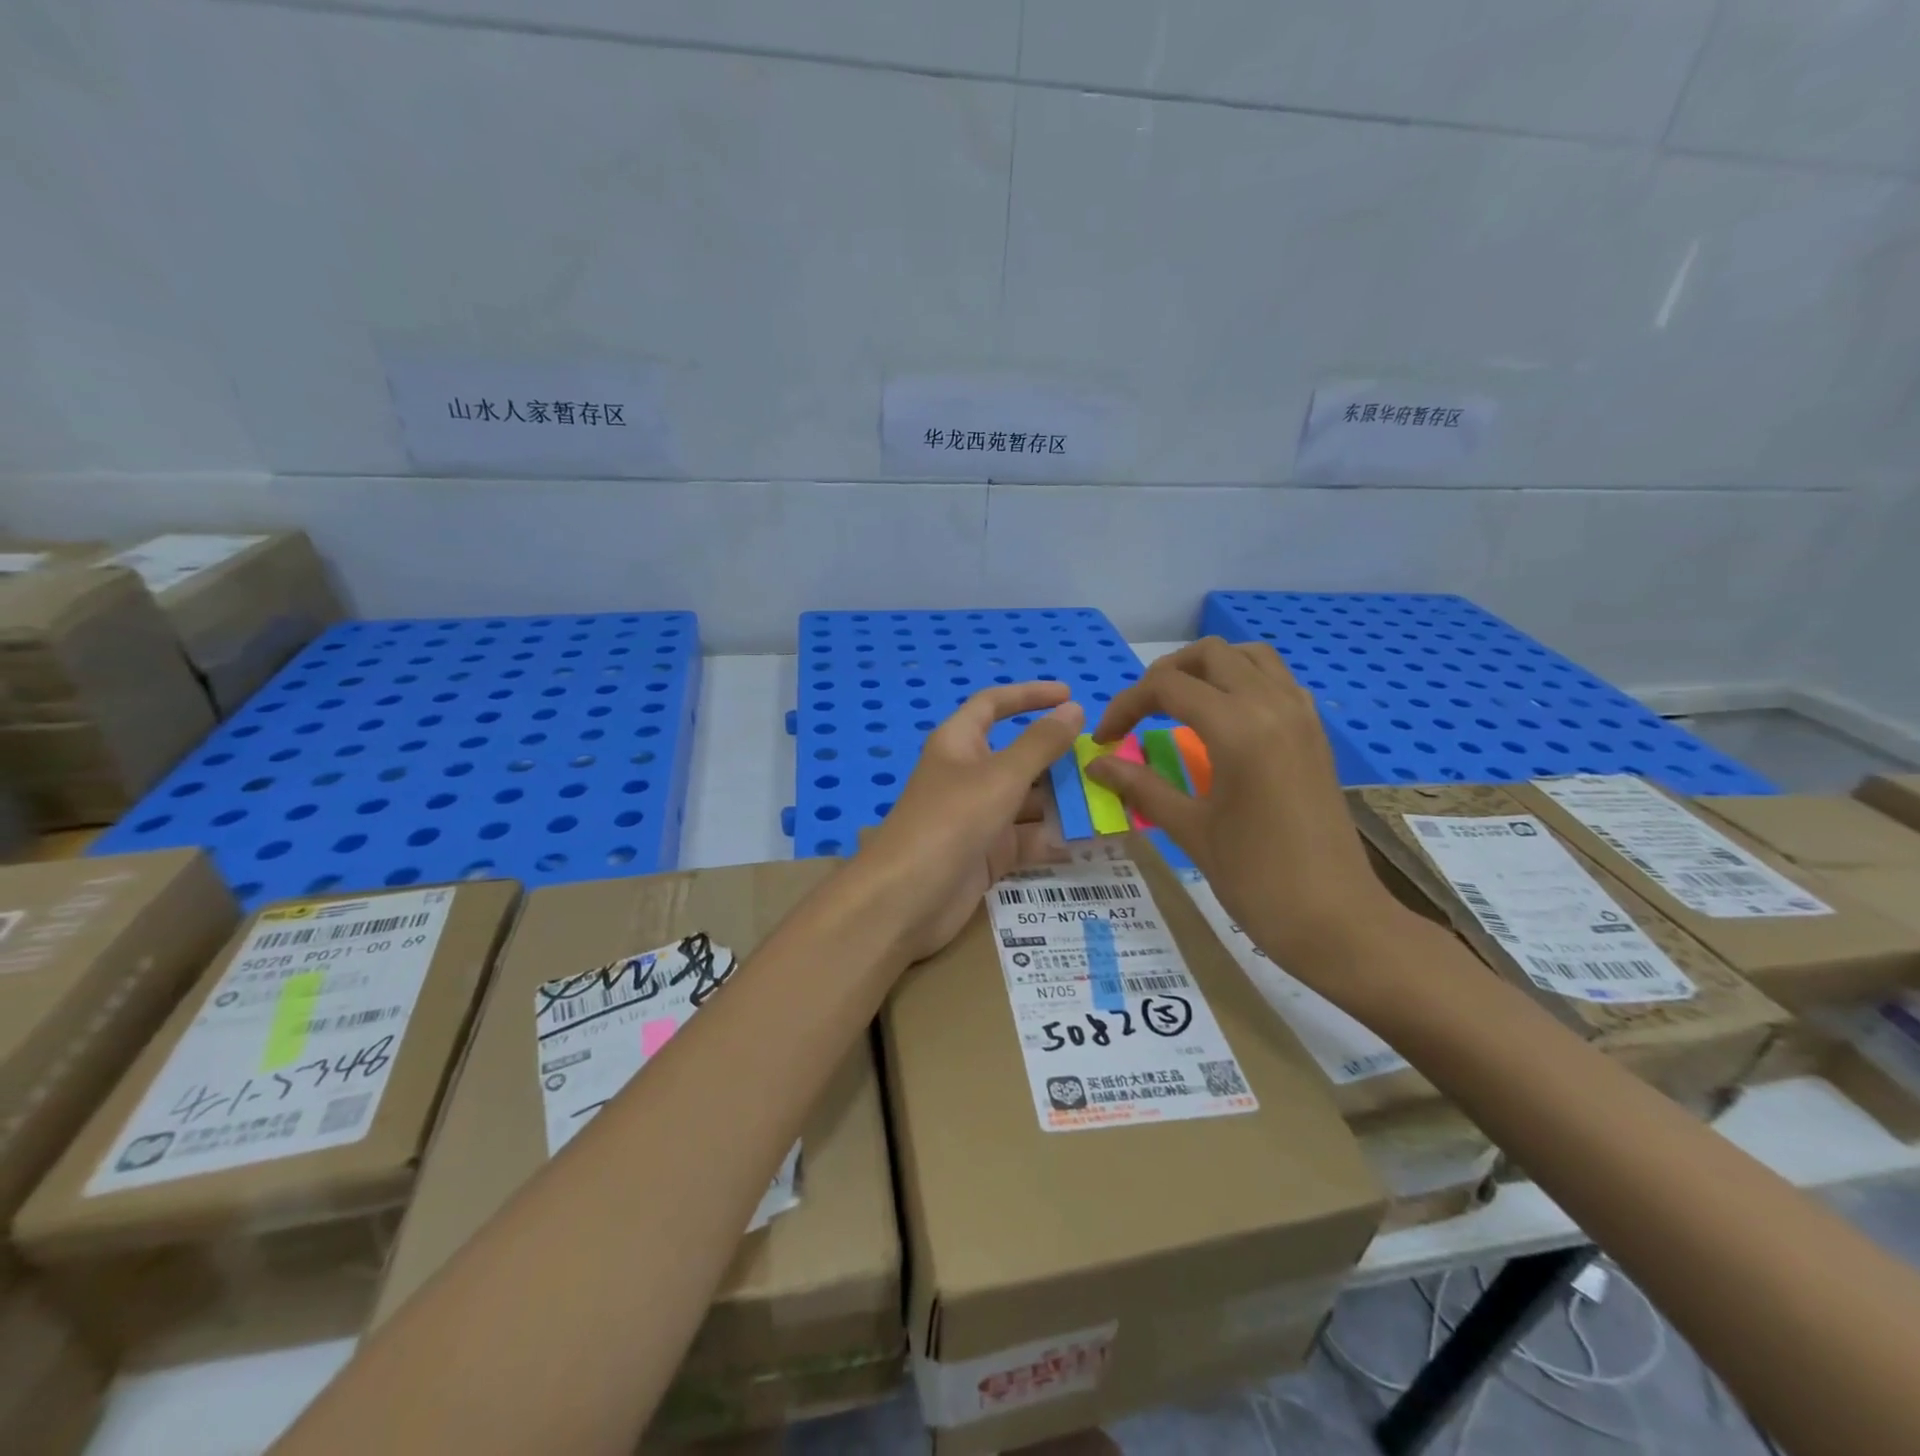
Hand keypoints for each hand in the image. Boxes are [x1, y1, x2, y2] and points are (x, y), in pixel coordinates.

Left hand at [855, 682, 1083, 963]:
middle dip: (1058, 758)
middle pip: (1018, 756)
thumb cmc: (951, 821)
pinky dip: (1055, 838)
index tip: (1070, 695)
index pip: (994, 705)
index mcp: (959, 743)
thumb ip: (1041, 744)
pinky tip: (1092, 840)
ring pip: (1027, 801)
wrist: (906, 899)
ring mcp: (977, 817)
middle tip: (1105, 761)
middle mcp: (968, 775)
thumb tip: (1074, 709)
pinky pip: (1027, 839)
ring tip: (1111, 801)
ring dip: (1064, 801)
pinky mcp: (987, 854)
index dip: (1029, 696)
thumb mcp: (1001, 776)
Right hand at [1086, 638, 1404, 977]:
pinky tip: (1223, 722)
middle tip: (1139, 714)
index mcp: (1238, 728)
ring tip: (1178, 706)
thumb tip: (1097, 763)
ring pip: (1250, 657)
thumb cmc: (1257, 878)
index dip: (1125, 706)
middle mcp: (1273, 705)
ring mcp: (1302, 716)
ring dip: (1208, 670)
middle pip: (1210, 655)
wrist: (1337, 920)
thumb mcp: (1190, 830)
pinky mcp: (1316, 733)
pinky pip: (1276, 680)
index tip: (1105, 739)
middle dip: (1165, 675)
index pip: (1167, 687)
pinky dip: (1242, 682)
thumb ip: (1141, 786)